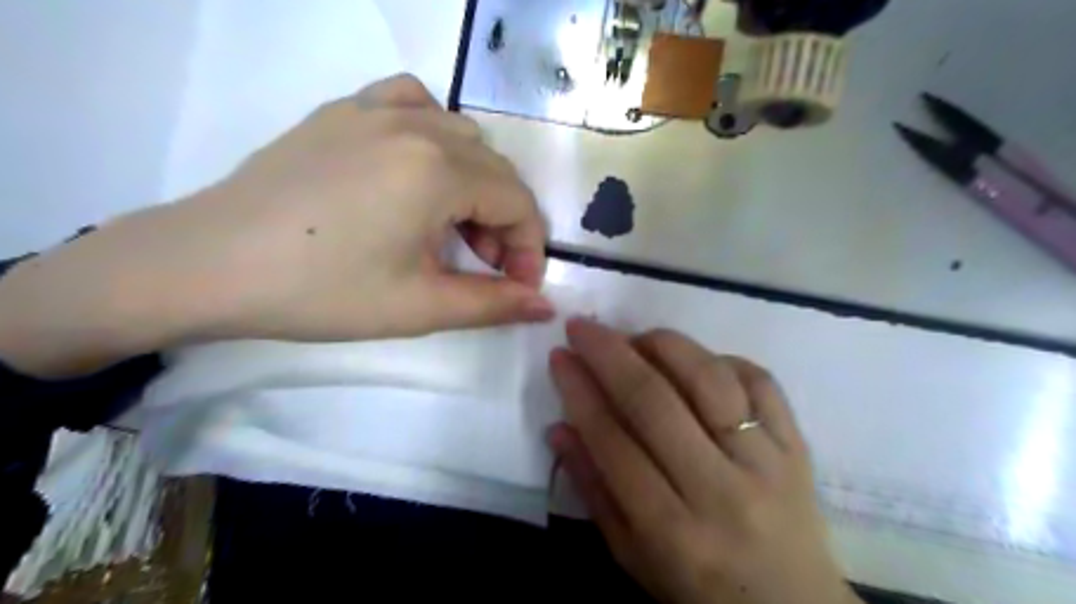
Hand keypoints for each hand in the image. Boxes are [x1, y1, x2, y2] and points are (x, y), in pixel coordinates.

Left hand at [1, 76, 554, 376]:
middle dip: (505, 222)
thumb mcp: (420, 307)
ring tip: (451, 225)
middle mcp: (417, 125)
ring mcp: (375, 110)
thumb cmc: (322, 292)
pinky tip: (419, 166)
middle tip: (484, 266)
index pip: (518, 202)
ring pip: (461, 135)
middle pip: (495, 169)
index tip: (518, 287)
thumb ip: (493, 305)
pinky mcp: (343, 112)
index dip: (529, 248)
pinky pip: (413, 102)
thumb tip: (546, 308)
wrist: (208, 265)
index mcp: (439, 170)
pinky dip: (435, 133)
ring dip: (476, 182)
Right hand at [548, 321, 857, 602]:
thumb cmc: (698, 586)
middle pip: (655, 402)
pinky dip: (721, 357)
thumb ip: (593, 489)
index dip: (580, 392)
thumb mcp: (631, 555)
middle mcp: (721, 490)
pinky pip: (760, 380)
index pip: (613, 443)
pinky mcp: (797, 445)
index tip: (559, 357)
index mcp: (672, 531)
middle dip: (609, 354)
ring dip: (664, 346)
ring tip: (635, 338)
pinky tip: (694, 361)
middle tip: (582, 327)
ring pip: (709, 380)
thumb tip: (558, 428)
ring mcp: (767, 462)